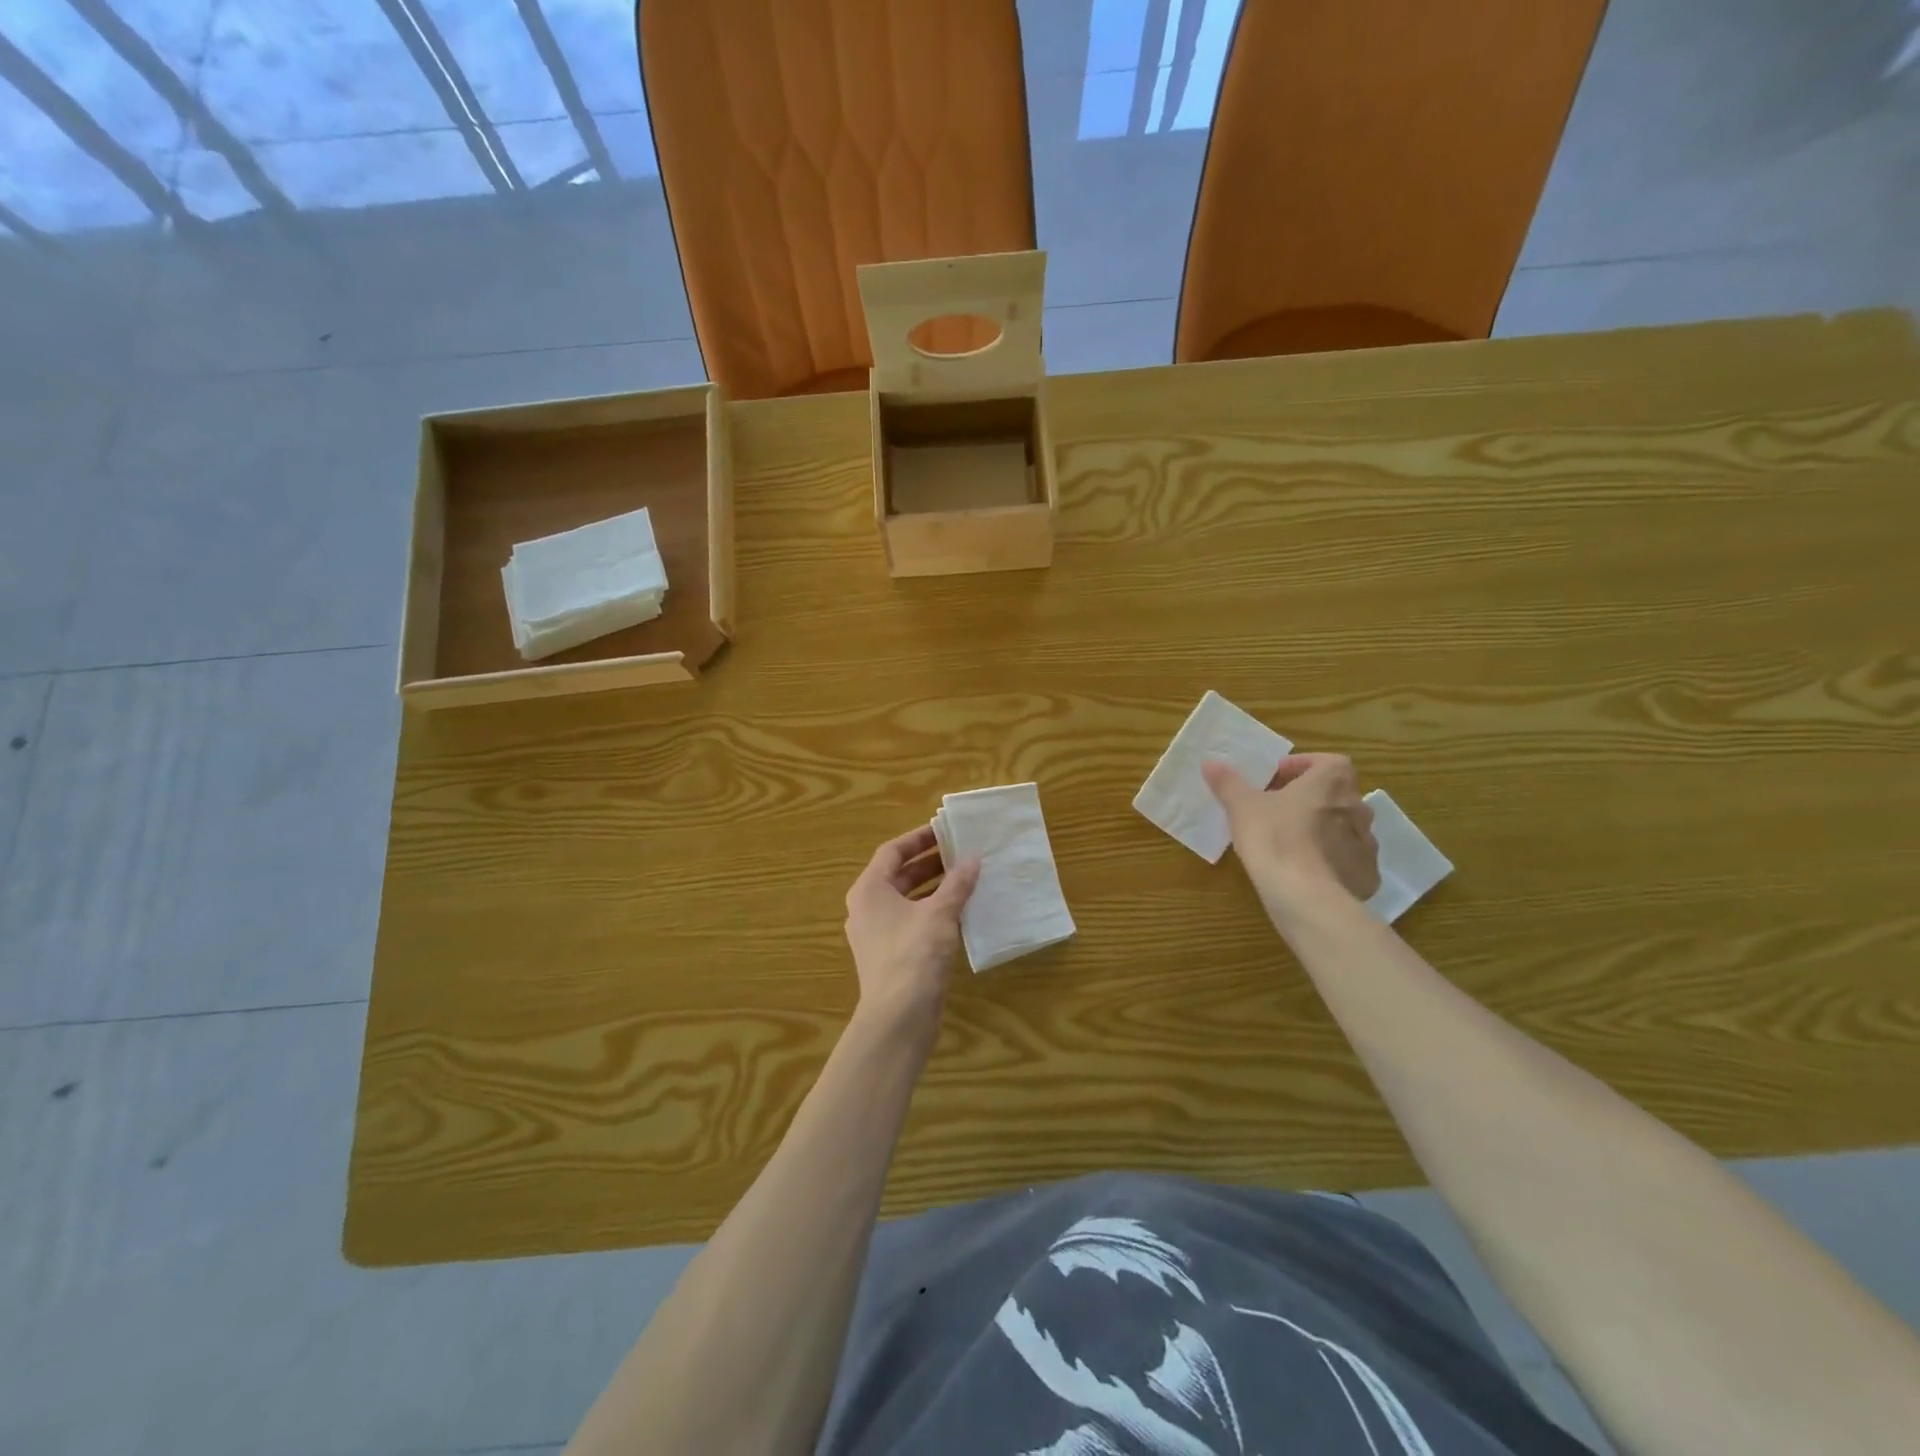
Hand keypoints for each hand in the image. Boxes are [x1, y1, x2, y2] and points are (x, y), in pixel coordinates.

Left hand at [843, 825, 980, 1032]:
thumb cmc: (914, 955)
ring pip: (906, 900)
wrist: (898, 1017)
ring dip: (933, 888)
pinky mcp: (890, 956)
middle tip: (960, 852)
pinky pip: (911, 922)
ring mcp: (876, 934)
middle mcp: (867, 908)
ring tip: (965, 878)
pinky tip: (959, 913)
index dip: (918, 839)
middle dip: (929, 863)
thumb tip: (973, 858)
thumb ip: (957, 883)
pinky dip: (932, 912)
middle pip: (898, 875)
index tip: (945, 830)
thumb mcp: (940, 913)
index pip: (892, 852)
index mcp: (869, 890)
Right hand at [1203, 754, 1380, 911]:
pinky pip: (1350, 860)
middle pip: (1337, 794)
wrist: (1306, 896)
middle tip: (1281, 809)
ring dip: (1324, 828)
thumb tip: (1210, 762)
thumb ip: (1228, 783)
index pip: (1329, 762)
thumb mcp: (1242, 807)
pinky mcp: (1367, 875)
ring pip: (1346, 827)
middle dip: (1312, 798)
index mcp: (1331, 782)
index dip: (1304, 765)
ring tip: (1293, 842)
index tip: (1280, 777)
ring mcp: (1367, 843)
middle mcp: (1357, 807)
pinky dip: (1333, 860)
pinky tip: (1309, 871)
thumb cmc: (1274, 838)